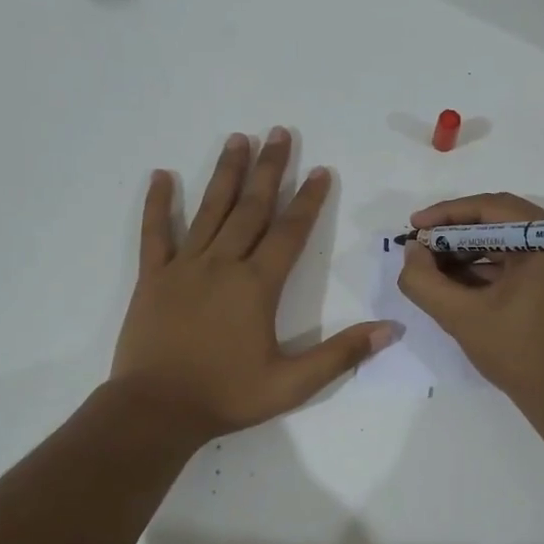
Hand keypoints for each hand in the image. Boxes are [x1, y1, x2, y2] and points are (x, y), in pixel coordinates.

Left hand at [112, 128, 393, 441]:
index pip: (290, 232)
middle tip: (279, 133)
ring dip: (226, 174)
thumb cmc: (227, 396)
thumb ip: (341, 354)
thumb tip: (391, 330)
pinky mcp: (152, 278)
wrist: (156, 411)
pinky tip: (161, 175)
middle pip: (251, 208)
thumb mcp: (293, 383)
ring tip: (238, 139)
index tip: (320, 170)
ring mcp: (184, 267)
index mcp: (257, 286)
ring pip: (209, 210)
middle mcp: (223, 265)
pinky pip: (155, 234)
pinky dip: (158, 204)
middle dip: (269, 169)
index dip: (308, 200)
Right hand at [396, 193, 543, 411]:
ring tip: (429, 267)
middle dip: (454, 234)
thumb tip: (411, 252)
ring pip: (505, 241)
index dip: (446, 214)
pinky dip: (483, 267)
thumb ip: (425, 281)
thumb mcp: (461, 316)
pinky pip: (515, 261)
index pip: (491, 207)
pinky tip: (452, 281)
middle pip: (498, 221)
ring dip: (466, 251)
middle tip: (419, 248)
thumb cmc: (518, 352)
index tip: (413, 228)